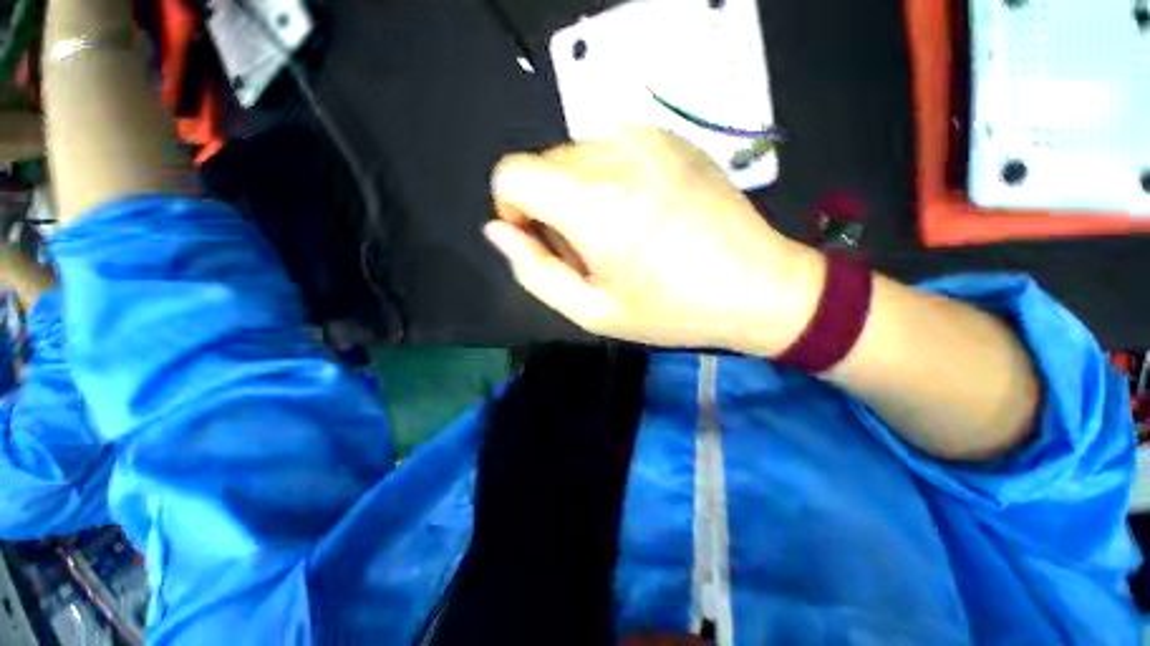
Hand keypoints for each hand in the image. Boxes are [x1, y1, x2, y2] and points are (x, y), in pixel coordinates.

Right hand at [486, 129, 822, 351]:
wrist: (757, 286)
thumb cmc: (670, 310)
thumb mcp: (591, 310)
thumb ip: (534, 269)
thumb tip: (498, 231)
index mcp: (593, 203)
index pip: (511, 174)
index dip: (513, 209)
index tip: (541, 240)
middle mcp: (616, 155)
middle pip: (544, 165)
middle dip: (550, 207)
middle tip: (589, 249)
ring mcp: (648, 138)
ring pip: (576, 157)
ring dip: (580, 194)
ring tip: (618, 233)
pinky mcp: (671, 137)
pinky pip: (611, 150)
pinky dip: (609, 179)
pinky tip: (641, 212)